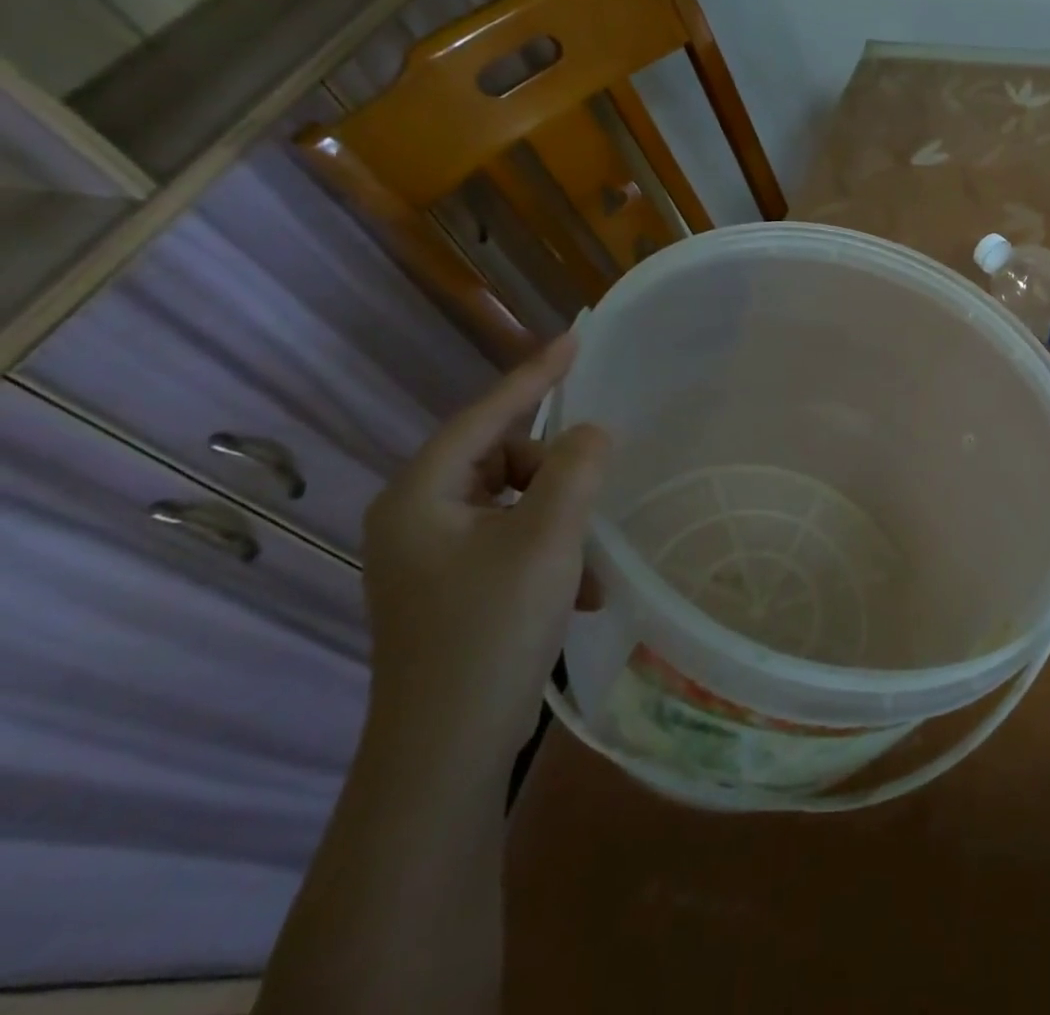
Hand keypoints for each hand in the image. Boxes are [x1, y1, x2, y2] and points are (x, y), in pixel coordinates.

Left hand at [360, 334, 609, 763]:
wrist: (447, 750)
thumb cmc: (491, 630)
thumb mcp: (547, 539)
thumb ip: (575, 470)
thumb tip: (592, 432)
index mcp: (420, 497)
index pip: (485, 415)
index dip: (534, 374)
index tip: (576, 337)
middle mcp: (418, 518)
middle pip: (503, 461)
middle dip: (556, 475)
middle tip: (594, 495)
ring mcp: (433, 557)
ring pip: (516, 504)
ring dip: (562, 523)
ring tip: (591, 565)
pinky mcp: (455, 588)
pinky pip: (514, 541)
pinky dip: (553, 555)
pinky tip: (582, 594)